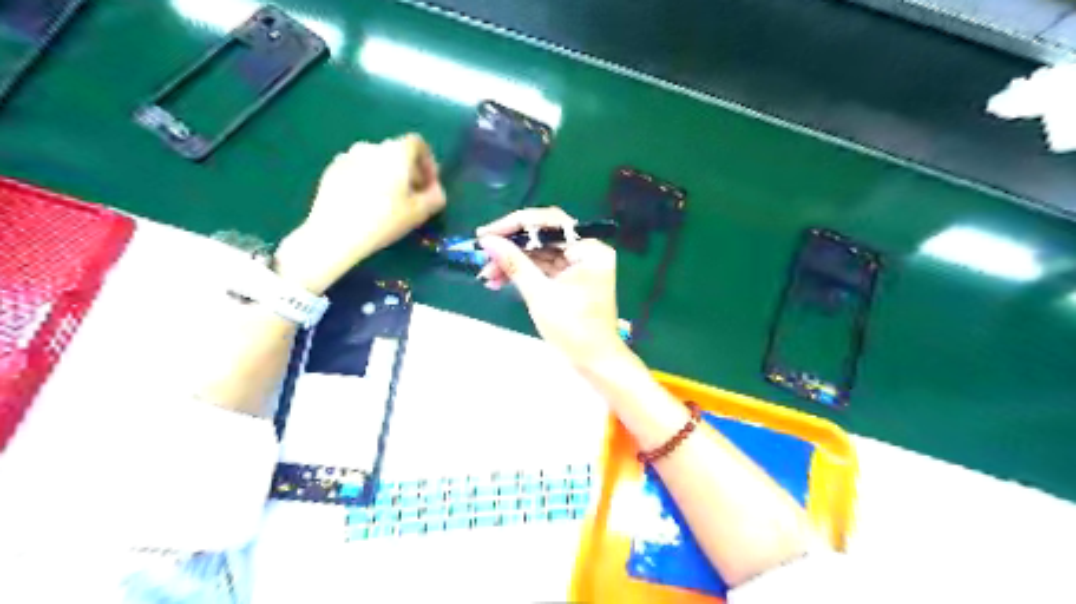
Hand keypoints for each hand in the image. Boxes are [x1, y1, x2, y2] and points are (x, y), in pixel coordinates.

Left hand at [275, 135, 450, 293]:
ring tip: (387, 202)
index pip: (418, 144)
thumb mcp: (420, 212)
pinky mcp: (331, 170)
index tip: (429, 185)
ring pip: (376, 162)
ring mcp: (348, 156)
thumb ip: (435, 196)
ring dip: (386, 176)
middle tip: (411, 197)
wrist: (335, 233)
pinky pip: (357, 170)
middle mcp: (372, 146)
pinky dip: (367, 180)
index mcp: (396, 152)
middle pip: (397, 153)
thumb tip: (436, 190)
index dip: (428, 163)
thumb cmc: (384, 220)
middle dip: (408, 172)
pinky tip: (365, 204)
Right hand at [473, 208, 626, 367]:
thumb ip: (514, 264)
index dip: (515, 225)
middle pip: (543, 237)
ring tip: (487, 275)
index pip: (549, 223)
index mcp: (589, 249)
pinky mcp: (570, 279)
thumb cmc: (574, 330)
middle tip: (482, 254)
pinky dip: (523, 273)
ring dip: (513, 262)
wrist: (595, 363)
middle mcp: (586, 251)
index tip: (486, 234)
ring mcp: (578, 265)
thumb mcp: (540, 295)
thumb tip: (487, 241)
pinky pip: (543, 268)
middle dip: (511, 247)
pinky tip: (499, 280)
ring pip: (540, 253)